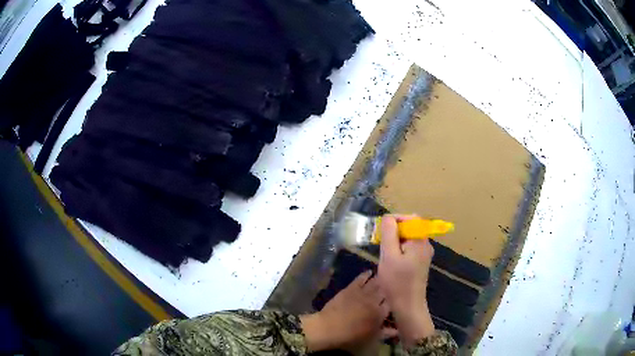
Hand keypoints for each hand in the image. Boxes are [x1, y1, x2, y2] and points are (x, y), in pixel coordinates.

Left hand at [300, 271, 395, 351]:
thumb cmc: (350, 337)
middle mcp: (374, 301)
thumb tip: (396, 330)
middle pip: (385, 292)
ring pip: (375, 283)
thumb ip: (385, 333)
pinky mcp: (351, 288)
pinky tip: (370, 271)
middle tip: (391, 287)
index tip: (395, 302)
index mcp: (380, 314)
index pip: (391, 305)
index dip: (393, 304)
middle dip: (388, 290)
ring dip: (380, 280)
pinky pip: (361, 278)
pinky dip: (366, 274)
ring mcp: (363, 293)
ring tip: (384, 277)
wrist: (328, 328)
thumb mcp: (370, 338)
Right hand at [378, 215, 435, 346]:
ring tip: (382, 250)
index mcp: (420, 240)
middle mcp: (426, 245)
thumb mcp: (389, 256)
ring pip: (409, 239)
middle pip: (411, 228)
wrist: (408, 305)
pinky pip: (410, 249)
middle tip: (379, 239)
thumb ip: (389, 234)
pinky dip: (399, 249)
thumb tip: (388, 217)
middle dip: (394, 230)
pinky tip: (390, 260)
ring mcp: (424, 255)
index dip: (396, 218)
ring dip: (395, 240)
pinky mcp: (421, 264)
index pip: (412, 218)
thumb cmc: (397, 281)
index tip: (381, 226)